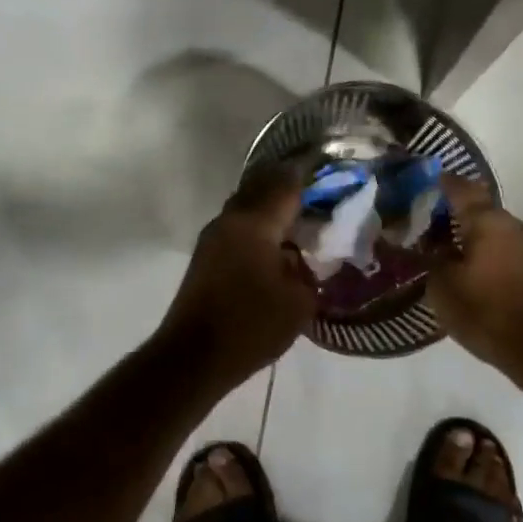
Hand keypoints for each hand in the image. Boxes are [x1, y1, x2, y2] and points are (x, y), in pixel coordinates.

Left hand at [155, 164, 316, 389]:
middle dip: (288, 182)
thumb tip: (302, 256)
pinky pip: (237, 223)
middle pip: (261, 185)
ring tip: (298, 211)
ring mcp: (213, 236)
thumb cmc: (250, 326)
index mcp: (255, 223)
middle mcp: (231, 219)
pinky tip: (273, 239)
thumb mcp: (298, 301)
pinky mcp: (206, 255)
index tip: (329, 165)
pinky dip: (257, 220)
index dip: (309, 172)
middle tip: (317, 187)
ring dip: (269, 201)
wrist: (193, 356)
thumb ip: (307, 270)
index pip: (286, 184)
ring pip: (246, 203)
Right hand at [429, 175, 522, 376]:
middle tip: (424, 226)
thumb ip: (431, 259)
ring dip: (470, 238)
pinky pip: (505, 251)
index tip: (423, 182)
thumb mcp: (443, 286)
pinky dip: (485, 255)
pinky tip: (468, 273)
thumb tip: (429, 245)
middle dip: (452, 216)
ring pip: (493, 232)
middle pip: (479, 211)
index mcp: (489, 221)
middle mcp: (514, 225)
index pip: (461, 189)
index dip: (441, 184)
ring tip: (443, 253)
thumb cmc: (488, 311)